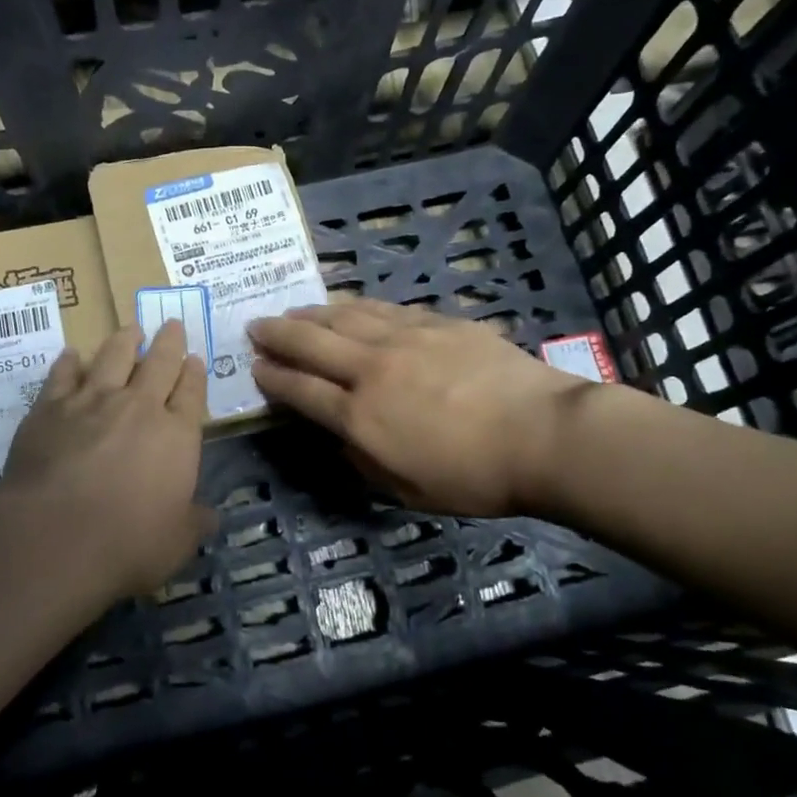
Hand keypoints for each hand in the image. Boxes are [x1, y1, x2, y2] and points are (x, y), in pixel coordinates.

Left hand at [0, 319, 213, 597]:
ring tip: (131, 329)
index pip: (191, 393)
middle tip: (172, 323)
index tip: (195, 358)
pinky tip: (71, 355)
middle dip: (169, 342)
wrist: (54, 536)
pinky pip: (62, 374)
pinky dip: (69, 362)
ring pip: (113, 357)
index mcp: (176, 435)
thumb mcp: (178, 543)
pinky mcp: (49, 408)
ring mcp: (91, 402)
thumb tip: (209, 515)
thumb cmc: (128, 543)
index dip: (195, 374)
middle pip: (159, 363)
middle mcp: (138, 407)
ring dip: (124, 340)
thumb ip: (195, 522)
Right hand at [249, 300, 590, 516]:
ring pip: (345, 316)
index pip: (301, 390)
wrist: (543, 435)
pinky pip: (384, 309)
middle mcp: (372, 369)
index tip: (254, 367)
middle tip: (255, 326)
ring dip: (312, 313)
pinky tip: (349, 306)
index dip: (272, 377)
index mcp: (360, 417)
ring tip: (293, 311)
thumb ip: (364, 461)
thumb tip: (343, 437)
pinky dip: (357, 307)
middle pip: (312, 343)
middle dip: (277, 334)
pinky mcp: (437, 322)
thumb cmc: (475, 477)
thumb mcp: (408, 490)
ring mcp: (405, 339)